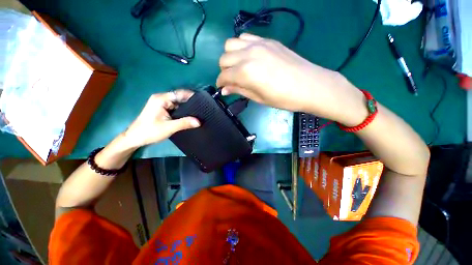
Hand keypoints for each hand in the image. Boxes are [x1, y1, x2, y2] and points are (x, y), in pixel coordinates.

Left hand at [123, 90, 199, 147]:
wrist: (135, 138)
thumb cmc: (149, 131)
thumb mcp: (169, 127)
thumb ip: (184, 123)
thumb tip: (199, 122)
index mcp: (161, 99)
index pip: (180, 94)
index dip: (191, 97)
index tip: (202, 102)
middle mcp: (161, 98)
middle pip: (179, 98)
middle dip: (190, 103)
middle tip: (202, 109)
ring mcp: (161, 103)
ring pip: (178, 103)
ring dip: (187, 108)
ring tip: (198, 113)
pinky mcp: (162, 109)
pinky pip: (175, 108)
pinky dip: (182, 111)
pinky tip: (189, 116)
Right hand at [216, 33, 365, 124]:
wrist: (309, 85)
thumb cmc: (283, 98)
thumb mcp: (258, 98)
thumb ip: (239, 90)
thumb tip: (224, 90)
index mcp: (245, 72)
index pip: (223, 76)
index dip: (220, 83)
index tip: (222, 89)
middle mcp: (248, 54)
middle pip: (224, 58)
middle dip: (224, 71)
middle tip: (232, 80)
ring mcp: (258, 44)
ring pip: (231, 44)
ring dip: (230, 56)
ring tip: (238, 67)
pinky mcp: (267, 40)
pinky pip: (245, 38)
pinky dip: (241, 47)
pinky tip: (248, 57)